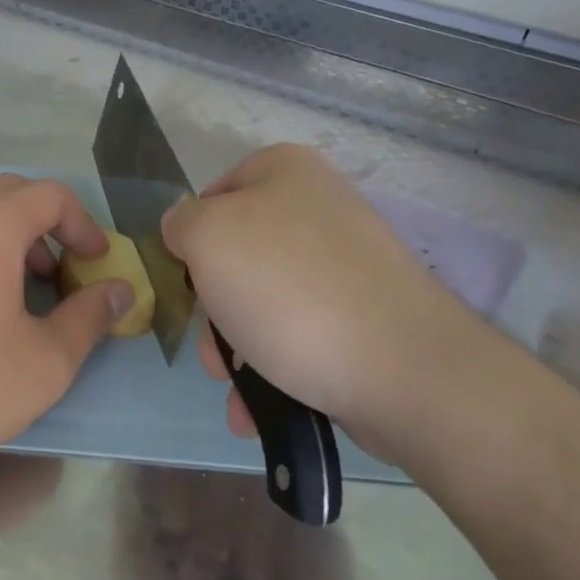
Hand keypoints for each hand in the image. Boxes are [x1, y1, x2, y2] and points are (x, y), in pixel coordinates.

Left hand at [0, 174, 134, 495]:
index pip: (50, 194)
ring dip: (2, 239)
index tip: (95, 262)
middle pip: (6, 195)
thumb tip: (121, 291)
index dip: (84, 224)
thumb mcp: (45, 362)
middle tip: (58, 272)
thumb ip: (90, 317)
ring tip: (14, 291)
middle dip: (43, 226)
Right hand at [162, 144, 506, 469]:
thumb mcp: (207, 237)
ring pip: (263, 302)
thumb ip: (181, 223)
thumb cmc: (286, 288)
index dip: (192, 239)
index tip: (189, 282)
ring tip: (236, 390)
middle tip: (211, 350)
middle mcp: (318, 208)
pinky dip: (273, 368)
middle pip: (238, 255)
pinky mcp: (364, 316)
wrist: (398, 367)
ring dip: (236, 350)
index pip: (213, 195)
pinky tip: (257, 408)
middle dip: (214, 310)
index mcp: (285, 171)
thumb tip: (186, 229)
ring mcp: (346, 265)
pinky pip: (300, 334)